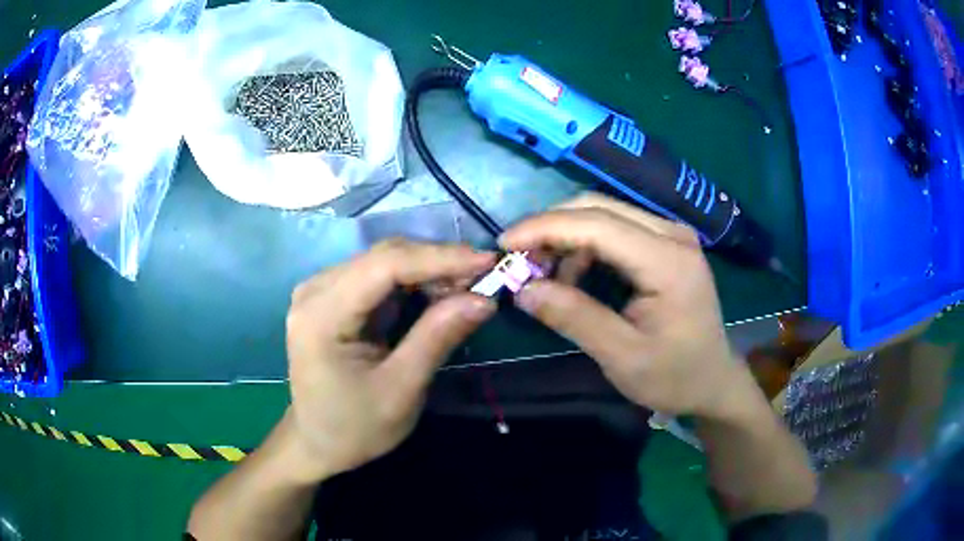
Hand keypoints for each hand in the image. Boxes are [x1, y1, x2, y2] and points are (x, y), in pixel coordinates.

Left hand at [284, 239, 496, 480]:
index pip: (385, 266)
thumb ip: (438, 338)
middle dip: (437, 263)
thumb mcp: (401, 390)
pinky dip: (414, 283)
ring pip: (384, 261)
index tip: (487, 261)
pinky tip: (439, 294)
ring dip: (429, 271)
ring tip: (468, 288)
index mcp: (321, 314)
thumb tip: (484, 299)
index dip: (439, 258)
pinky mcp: (332, 297)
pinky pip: (379, 277)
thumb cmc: (354, 427)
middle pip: (384, 257)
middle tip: (484, 279)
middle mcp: (315, 290)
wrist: (316, 442)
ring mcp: (321, 290)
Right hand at [501, 194, 758, 418]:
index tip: (504, 244)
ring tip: (544, 276)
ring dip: (566, 237)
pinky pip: (616, 229)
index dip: (545, 228)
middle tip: (518, 261)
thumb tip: (522, 289)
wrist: (713, 380)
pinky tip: (574, 276)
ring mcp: (670, 235)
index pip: (597, 225)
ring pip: (604, 214)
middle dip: (551, 228)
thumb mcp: (622, 356)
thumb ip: (574, 318)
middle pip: (598, 207)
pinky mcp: (665, 244)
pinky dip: (584, 246)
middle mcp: (672, 234)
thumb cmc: (675, 376)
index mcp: (668, 261)